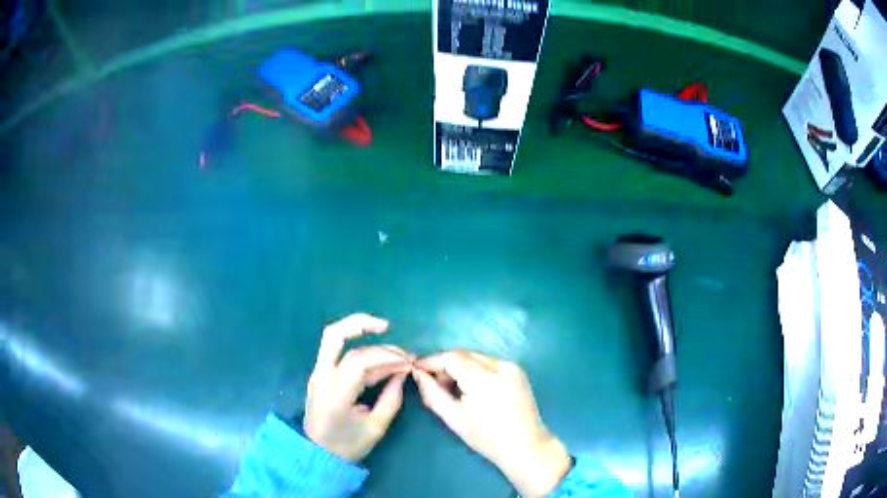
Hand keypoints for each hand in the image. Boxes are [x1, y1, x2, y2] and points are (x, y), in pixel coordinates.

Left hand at [304, 313, 411, 461]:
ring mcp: (318, 374)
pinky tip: (379, 362)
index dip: (387, 356)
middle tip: (388, 326)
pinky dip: (359, 352)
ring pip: (335, 340)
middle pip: (335, 334)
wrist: (317, 455)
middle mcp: (322, 375)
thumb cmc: (347, 445)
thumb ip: (391, 399)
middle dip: (362, 324)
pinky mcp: (320, 376)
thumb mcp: (375, 428)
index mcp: (335, 391)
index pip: (360, 360)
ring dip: (362, 336)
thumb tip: (402, 374)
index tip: (408, 363)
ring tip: (391, 350)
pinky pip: (339, 355)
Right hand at [413, 351, 571, 497]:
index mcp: (484, 379)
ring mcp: (512, 366)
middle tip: (433, 382)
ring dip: (460, 366)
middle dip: (445, 364)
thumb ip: (433, 394)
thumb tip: (417, 374)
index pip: (451, 357)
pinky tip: (471, 387)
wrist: (525, 446)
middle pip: (464, 354)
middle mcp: (500, 366)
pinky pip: (489, 362)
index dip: (432, 361)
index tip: (417, 369)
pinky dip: (475, 369)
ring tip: (451, 388)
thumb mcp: (455, 419)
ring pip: (476, 356)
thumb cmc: (487, 438)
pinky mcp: (518, 370)